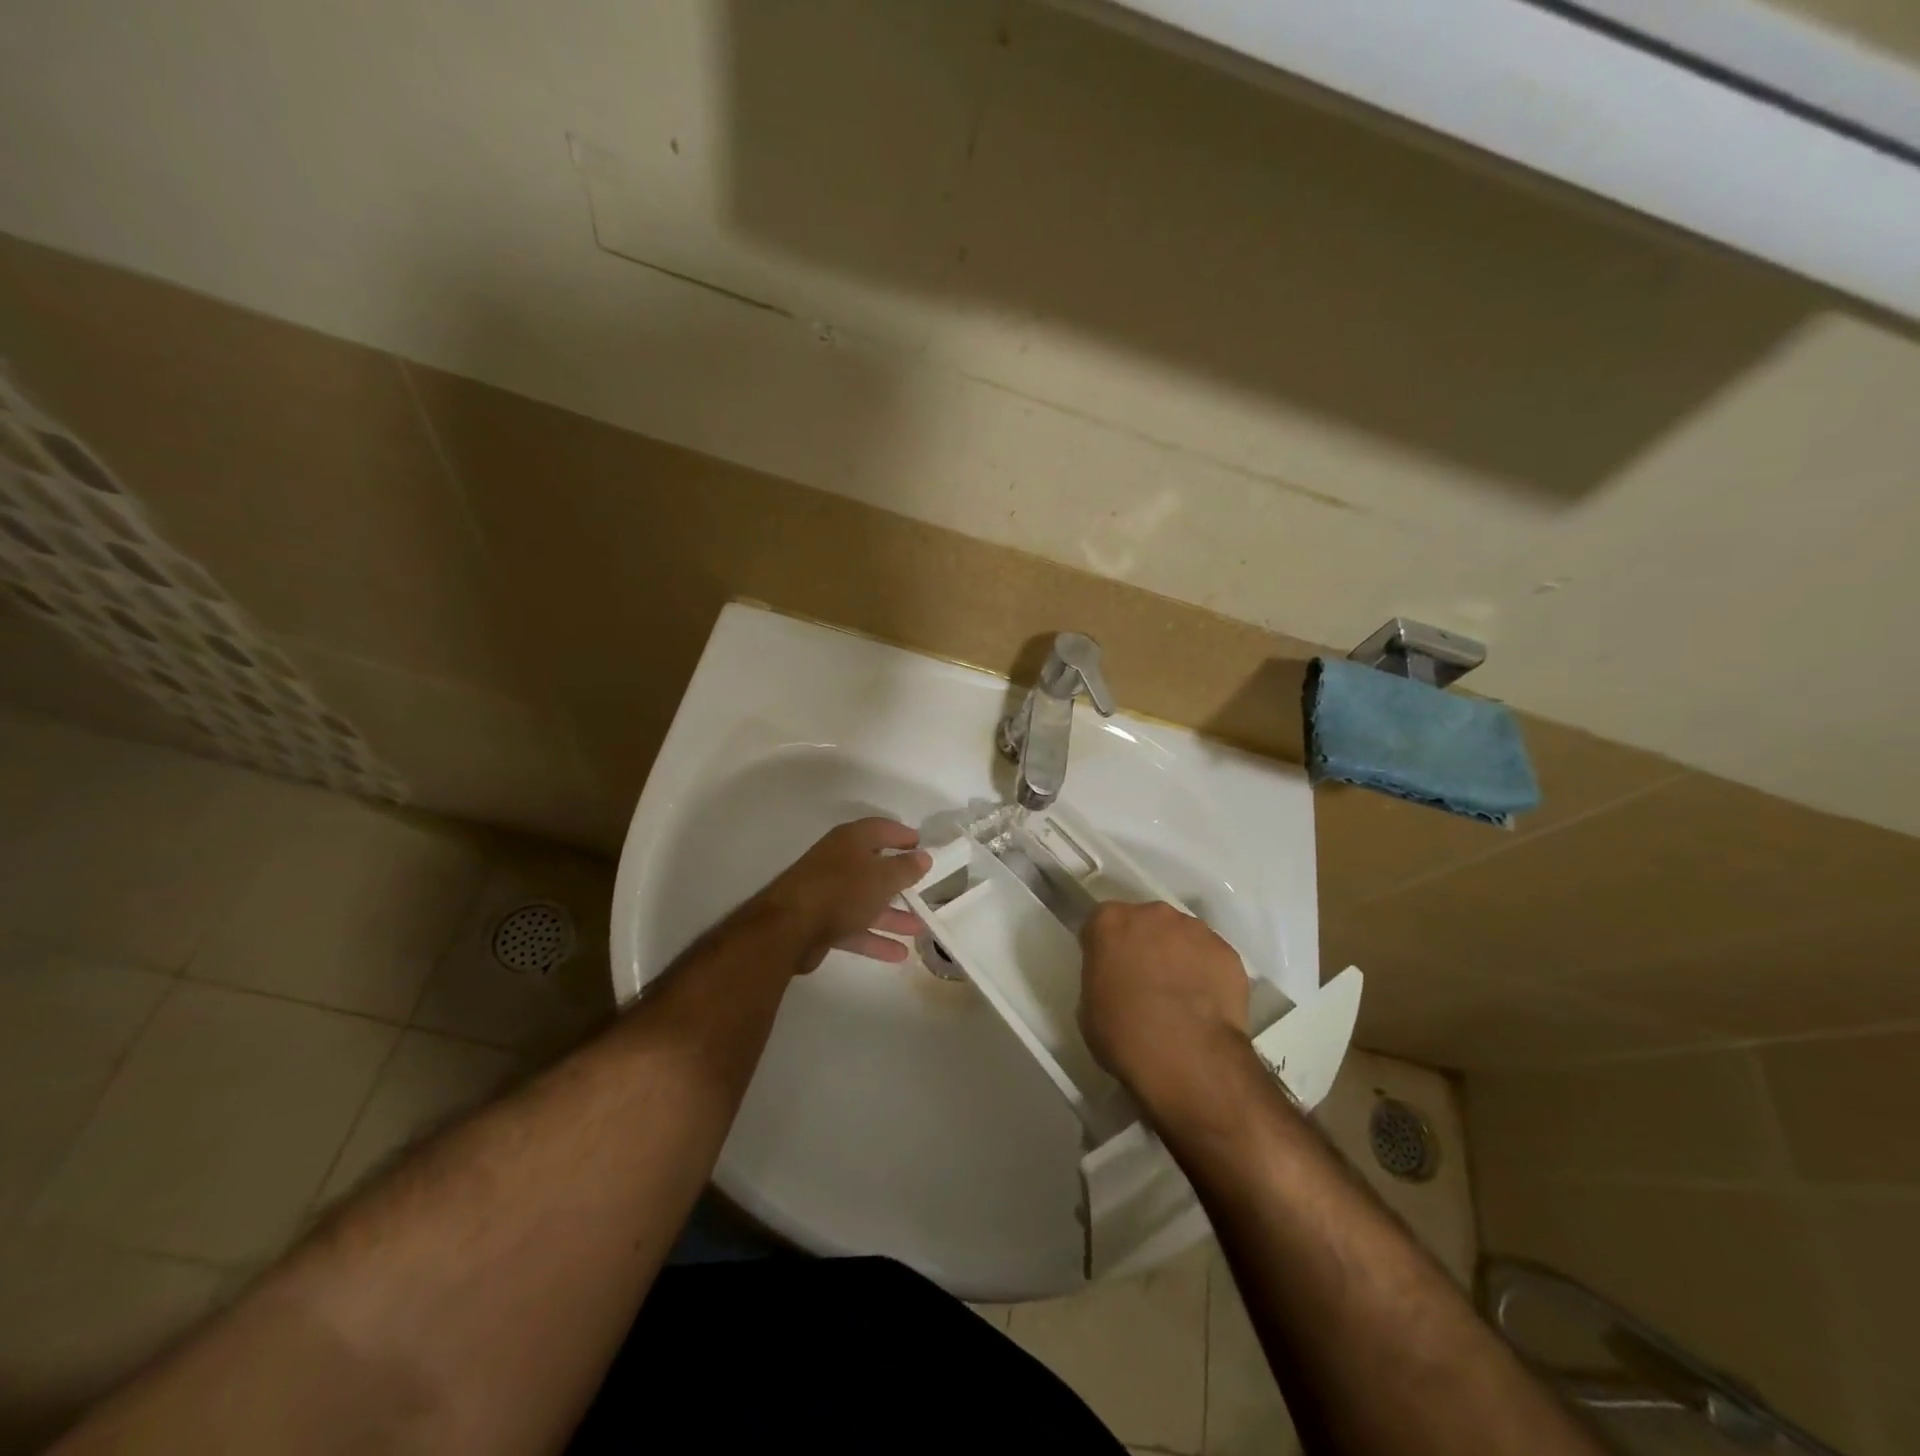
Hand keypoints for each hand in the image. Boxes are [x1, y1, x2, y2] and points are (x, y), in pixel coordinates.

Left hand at [752, 818, 930, 971]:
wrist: (788, 929)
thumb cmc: (841, 891)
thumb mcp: (882, 877)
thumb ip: (905, 868)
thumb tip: (924, 856)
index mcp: (850, 841)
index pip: (881, 829)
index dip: (902, 835)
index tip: (922, 845)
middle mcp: (838, 862)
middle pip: (874, 868)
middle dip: (900, 881)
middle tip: (923, 890)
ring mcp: (828, 893)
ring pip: (866, 901)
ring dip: (892, 914)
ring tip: (919, 928)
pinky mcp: (821, 922)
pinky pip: (854, 927)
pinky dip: (875, 938)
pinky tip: (899, 953)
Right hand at [1078, 901, 1250, 1109]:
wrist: (1187, 1058)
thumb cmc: (1124, 1035)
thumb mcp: (1089, 1007)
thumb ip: (1102, 978)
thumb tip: (1118, 981)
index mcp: (1110, 922)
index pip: (1101, 924)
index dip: (1104, 948)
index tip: (1108, 971)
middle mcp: (1152, 914)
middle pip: (1145, 922)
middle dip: (1144, 945)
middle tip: (1145, 982)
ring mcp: (1194, 930)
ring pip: (1181, 937)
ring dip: (1177, 956)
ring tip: (1180, 996)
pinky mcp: (1227, 952)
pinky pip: (1210, 958)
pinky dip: (1207, 974)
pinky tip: (1205, 1005)